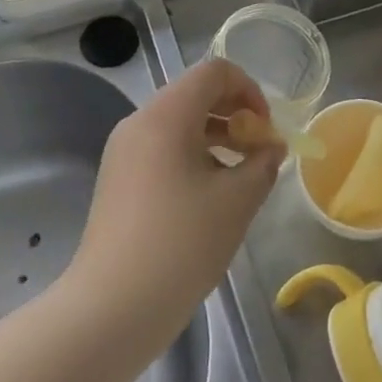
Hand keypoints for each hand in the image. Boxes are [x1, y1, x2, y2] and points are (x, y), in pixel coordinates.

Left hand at [67, 59, 283, 346]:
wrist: (109, 310)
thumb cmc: (180, 245)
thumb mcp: (237, 202)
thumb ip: (262, 163)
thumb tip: (271, 147)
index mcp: (166, 115)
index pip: (214, 72)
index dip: (249, 90)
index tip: (266, 128)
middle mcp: (140, 122)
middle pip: (195, 94)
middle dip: (235, 113)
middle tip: (259, 151)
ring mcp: (123, 151)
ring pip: (179, 122)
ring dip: (216, 135)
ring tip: (241, 175)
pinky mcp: (118, 179)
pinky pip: (162, 147)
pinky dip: (192, 155)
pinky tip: (210, 195)